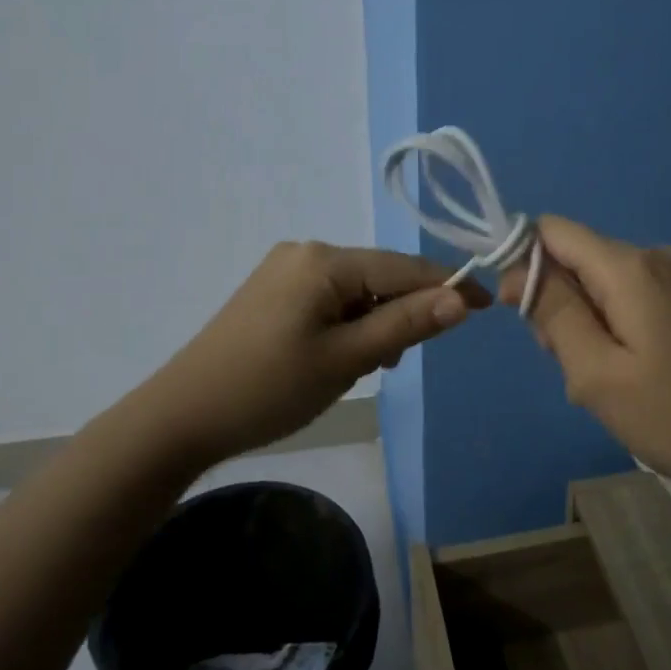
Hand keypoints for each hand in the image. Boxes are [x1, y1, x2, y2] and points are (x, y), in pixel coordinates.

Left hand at [151, 241, 488, 466]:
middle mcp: (306, 252)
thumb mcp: (346, 359)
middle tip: (396, 364)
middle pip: (379, 277)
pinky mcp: (273, 292)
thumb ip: (405, 325)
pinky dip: (347, 325)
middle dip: (400, 314)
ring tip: (362, 370)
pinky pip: (329, 300)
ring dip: (372, 325)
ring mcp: (285, 270)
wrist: (180, 417)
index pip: (404, 267)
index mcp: (324, 260)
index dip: (448, 286)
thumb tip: (461, 300)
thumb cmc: (268, 388)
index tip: (489, 304)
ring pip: (355, 291)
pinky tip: (339, 358)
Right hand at [502, 216, 670, 508]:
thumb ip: (552, 313)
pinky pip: (637, 299)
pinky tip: (643, 378)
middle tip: (580, 369)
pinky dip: (621, 330)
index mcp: (629, 266)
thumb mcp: (598, 374)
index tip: (526, 319)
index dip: (525, 264)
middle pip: (579, 260)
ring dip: (590, 325)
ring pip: (606, 284)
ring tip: (614, 383)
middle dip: (561, 306)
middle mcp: (657, 257)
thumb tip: (515, 270)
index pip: (552, 231)